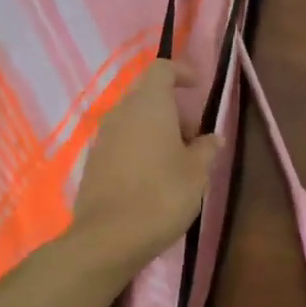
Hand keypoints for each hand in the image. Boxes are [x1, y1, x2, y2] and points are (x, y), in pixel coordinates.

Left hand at [72, 59, 220, 269]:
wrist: (109, 237)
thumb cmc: (162, 195)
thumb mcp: (197, 173)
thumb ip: (206, 149)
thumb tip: (212, 138)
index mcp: (148, 104)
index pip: (162, 69)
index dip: (181, 72)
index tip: (198, 87)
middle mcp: (120, 112)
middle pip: (146, 94)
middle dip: (172, 108)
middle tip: (193, 136)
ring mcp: (102, 137)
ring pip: (132, 120)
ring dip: (155, 130)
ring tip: (176, 161)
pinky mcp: (93, 162)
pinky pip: (120, 142)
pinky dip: (139, 148)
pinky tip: (152, 177)